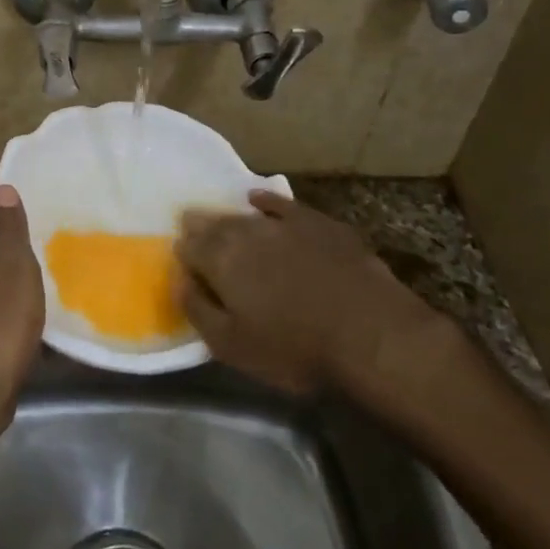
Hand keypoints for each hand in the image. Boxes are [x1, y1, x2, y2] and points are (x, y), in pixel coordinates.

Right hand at [175, 190, 456, 403]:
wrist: (370, 334)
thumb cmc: (294, 348)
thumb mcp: (232, 345)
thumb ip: (197, 308)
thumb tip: (178, 278)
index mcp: (221, 260)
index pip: (189, 246)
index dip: (183, 251)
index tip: (181, 256)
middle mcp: (246, 231)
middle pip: (214, 224)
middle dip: (200, 226)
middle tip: (192, 227)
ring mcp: (284, 223)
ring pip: (245, 214)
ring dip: (228, 216)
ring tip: (220, 219)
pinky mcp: (318, 222)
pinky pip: (282, 204)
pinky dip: (266, 200)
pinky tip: (259, 199)